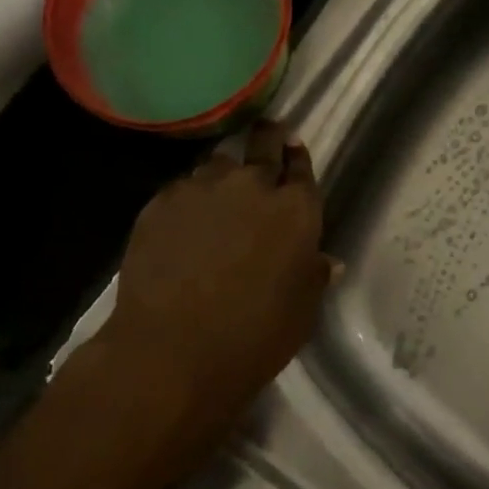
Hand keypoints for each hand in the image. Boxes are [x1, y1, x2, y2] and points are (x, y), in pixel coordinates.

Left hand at [97, 120, 333, 443]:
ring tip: (217, 198)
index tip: (291, 148)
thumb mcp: (301, 313)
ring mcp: (203, 188)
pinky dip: (188, 199)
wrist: (170, 352)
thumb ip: (313, 276)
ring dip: (223, 176)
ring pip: (218, 164)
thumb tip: (326, 260)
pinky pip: (182, 188)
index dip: (296, 156)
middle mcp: (253, 185)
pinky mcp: (162, 201)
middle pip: (263, 142)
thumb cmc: (252, 338)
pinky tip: (182, 224)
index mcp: (296, 209)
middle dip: (267, 137)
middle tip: (264, 136)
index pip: (300, 165)